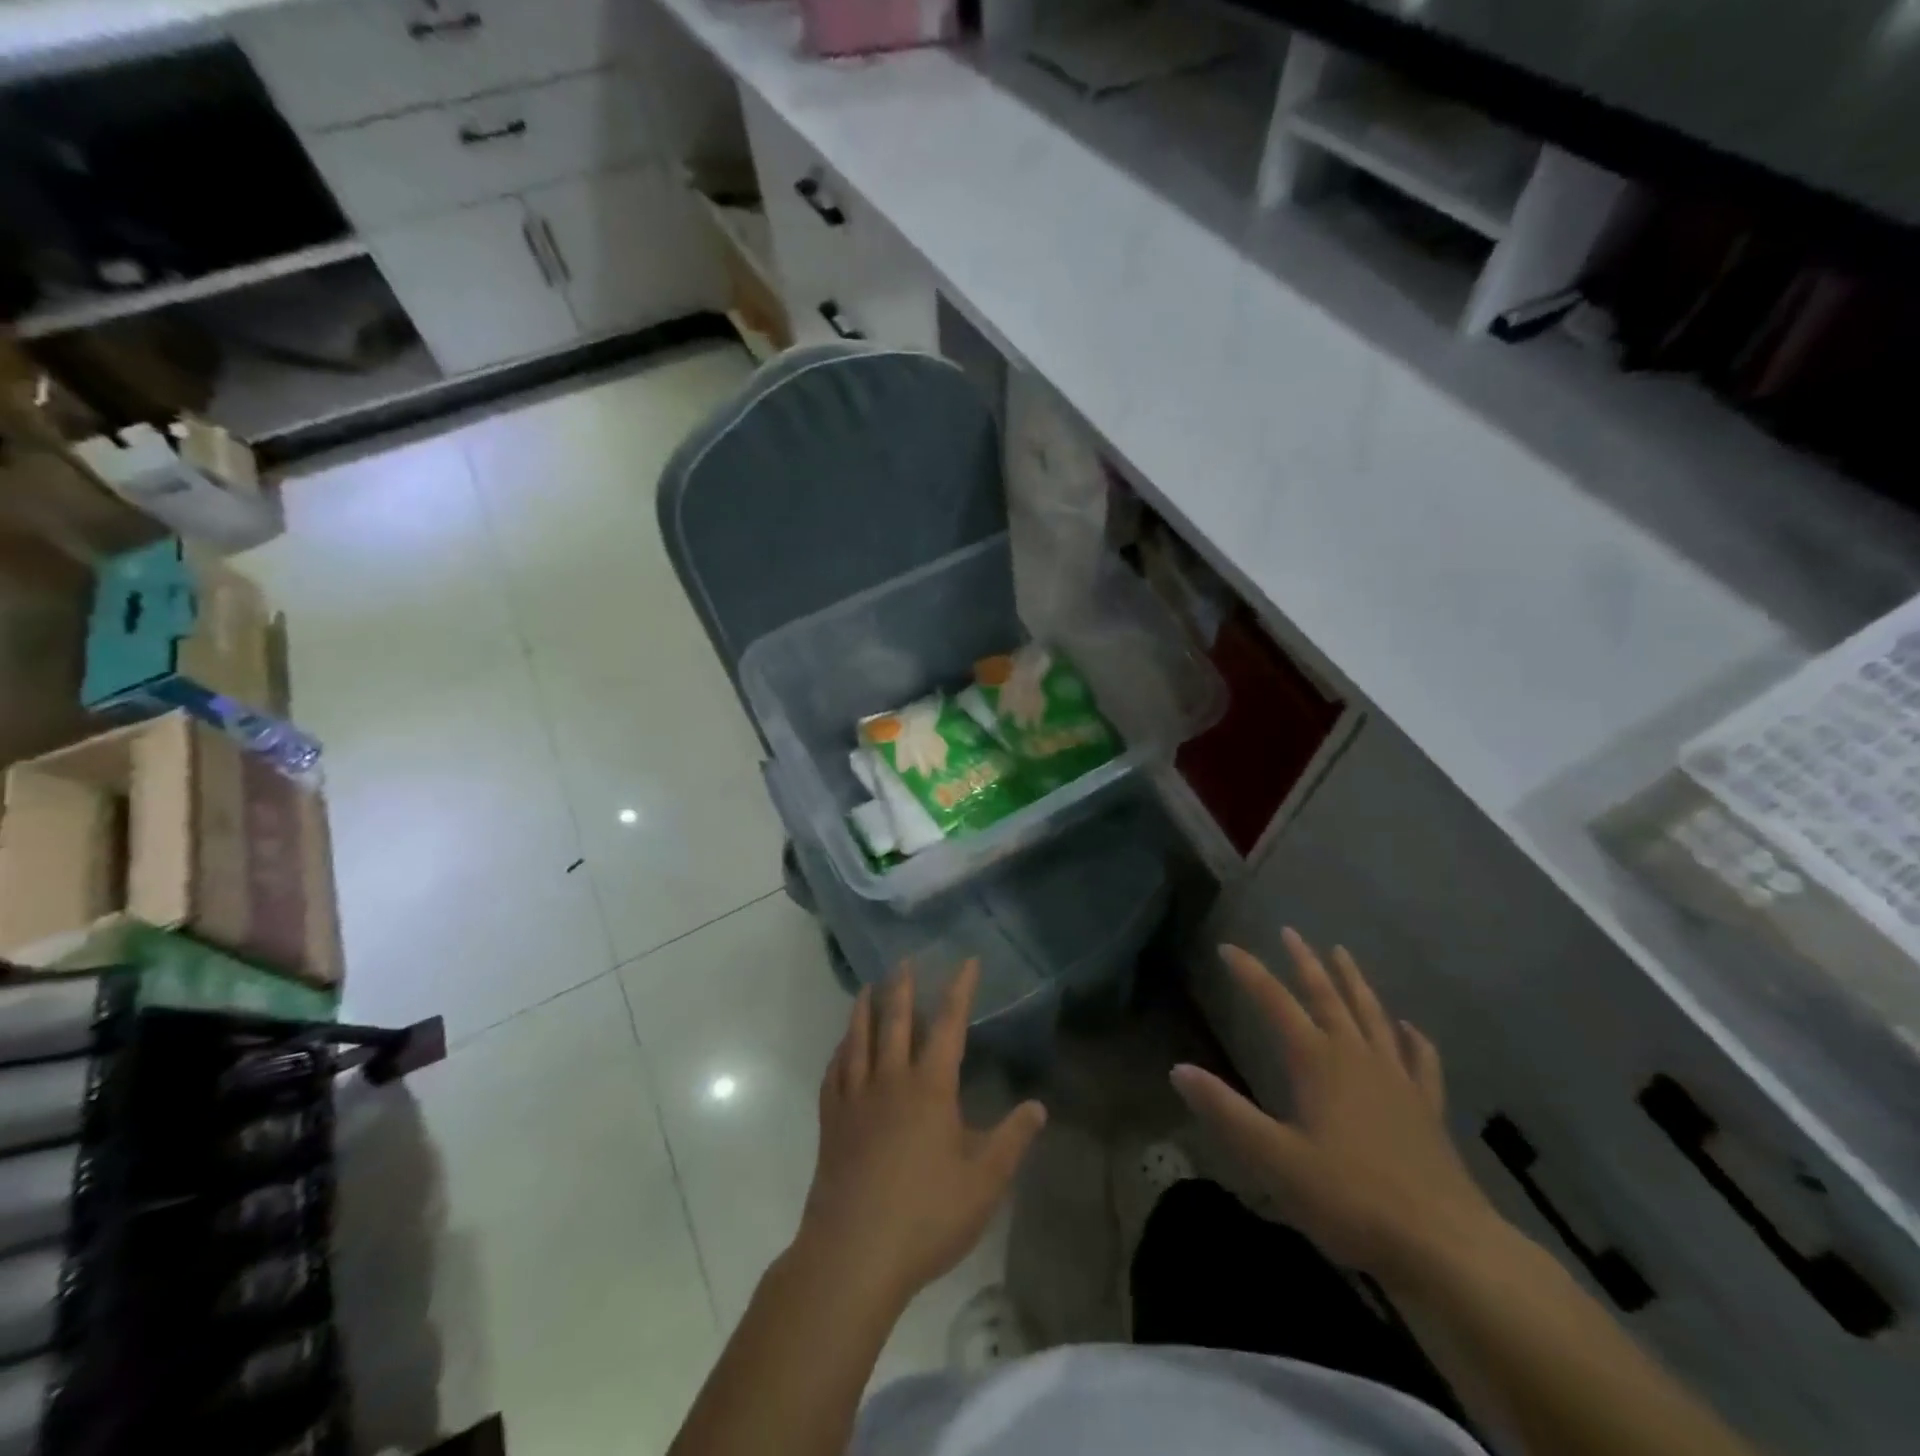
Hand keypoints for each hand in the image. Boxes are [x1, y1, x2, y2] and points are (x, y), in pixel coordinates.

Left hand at [797, 961, 1047, 1308]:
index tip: (967, 961)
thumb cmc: (926, 1216)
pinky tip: (841, 1048)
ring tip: (868, 987)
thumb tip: (1037, 1106)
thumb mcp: (984, 1182)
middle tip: (903, 960)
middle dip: (902, 987)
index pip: (948, 1024)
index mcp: (930, 1088)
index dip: (959, 989)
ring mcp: (855, 1099)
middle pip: (895, 1021)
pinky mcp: (831, 1122)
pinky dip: (839, 1052)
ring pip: (858, 1040)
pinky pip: (834, 1073)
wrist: (854, 1254)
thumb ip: (1012, 1140)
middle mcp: (890, 1080)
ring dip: (864, 1009)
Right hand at [1170, 930, 1504, 1286]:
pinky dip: (1413, 1038)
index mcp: (1317, 1063)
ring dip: (1354, 983)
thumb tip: (1178, 1069)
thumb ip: (1226, 1112)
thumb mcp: (1274, 1159)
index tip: (1228, 947)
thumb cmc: (1351, 1199)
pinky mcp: (1427, 1109)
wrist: (1447, 1246)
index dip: (1250, 973)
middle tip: (1291, 932)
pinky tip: (1409, 1027)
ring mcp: (1398, 1081)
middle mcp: (1356, 1058)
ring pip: (1372, 1016)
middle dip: (1306, 963)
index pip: (1275, 1003)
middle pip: (1328, 997)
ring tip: (1343, 954)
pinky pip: (1421, 1061)